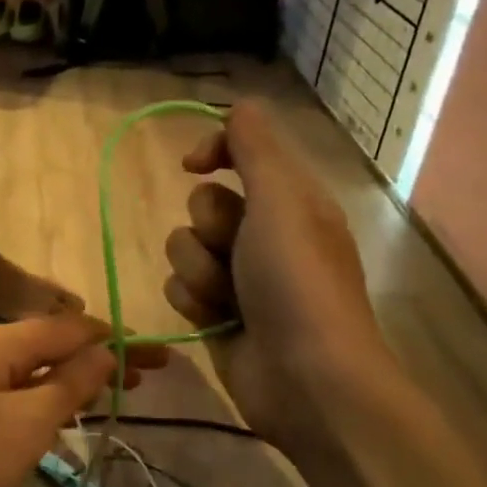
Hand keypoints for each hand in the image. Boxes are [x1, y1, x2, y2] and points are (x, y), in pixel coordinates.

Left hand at [0, 317, 166, 486]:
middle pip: (52, 345)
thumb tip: (104, 352)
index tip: (162, 360)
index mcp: (1, 342)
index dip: (121, 341)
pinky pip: (7, 393)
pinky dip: (40, 399)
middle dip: (100, 359)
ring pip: (29, 370)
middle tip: (145, 381)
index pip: (74, 328)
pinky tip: (51, 418)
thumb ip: (68, 385)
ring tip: (108, 396)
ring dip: (71, 380)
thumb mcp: (25, 423)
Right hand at [163, 101, 405, 449]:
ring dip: (199, 272)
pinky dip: (194, 304)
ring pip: (184, 249)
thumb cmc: (297, 281)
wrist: (306, 378)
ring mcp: (240, 278)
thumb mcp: (282, 200)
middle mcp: (264, 234)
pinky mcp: (217, 316)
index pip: (241, 152)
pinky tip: (218, 322)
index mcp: (290, 200)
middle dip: (210, 229)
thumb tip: (235, 108)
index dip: (214, 150)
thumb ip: (255, 147)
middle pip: (203, 204)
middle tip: (239, 251)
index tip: (191, 165)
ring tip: (230, 300)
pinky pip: (180, 289)